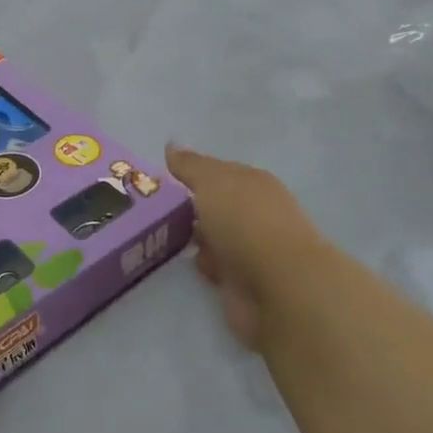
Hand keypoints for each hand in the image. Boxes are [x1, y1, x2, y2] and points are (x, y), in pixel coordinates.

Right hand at [166, 144, 327, 350]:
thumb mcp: (212, 182)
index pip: (218, 172)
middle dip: (190, 206)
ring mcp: (251, 248)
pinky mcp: (244, 280)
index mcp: (253, 183)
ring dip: (195, 236)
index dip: (191, 173)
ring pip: (214, 235)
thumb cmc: (245, 222)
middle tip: (154, 207)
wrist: (277, 288)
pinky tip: (186, 261)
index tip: (161, 179)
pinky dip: (204, 263)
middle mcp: (254, 212)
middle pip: (216, 204)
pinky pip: (216, 265)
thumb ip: (190, 166)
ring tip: (162, 234)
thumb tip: (172, 145)